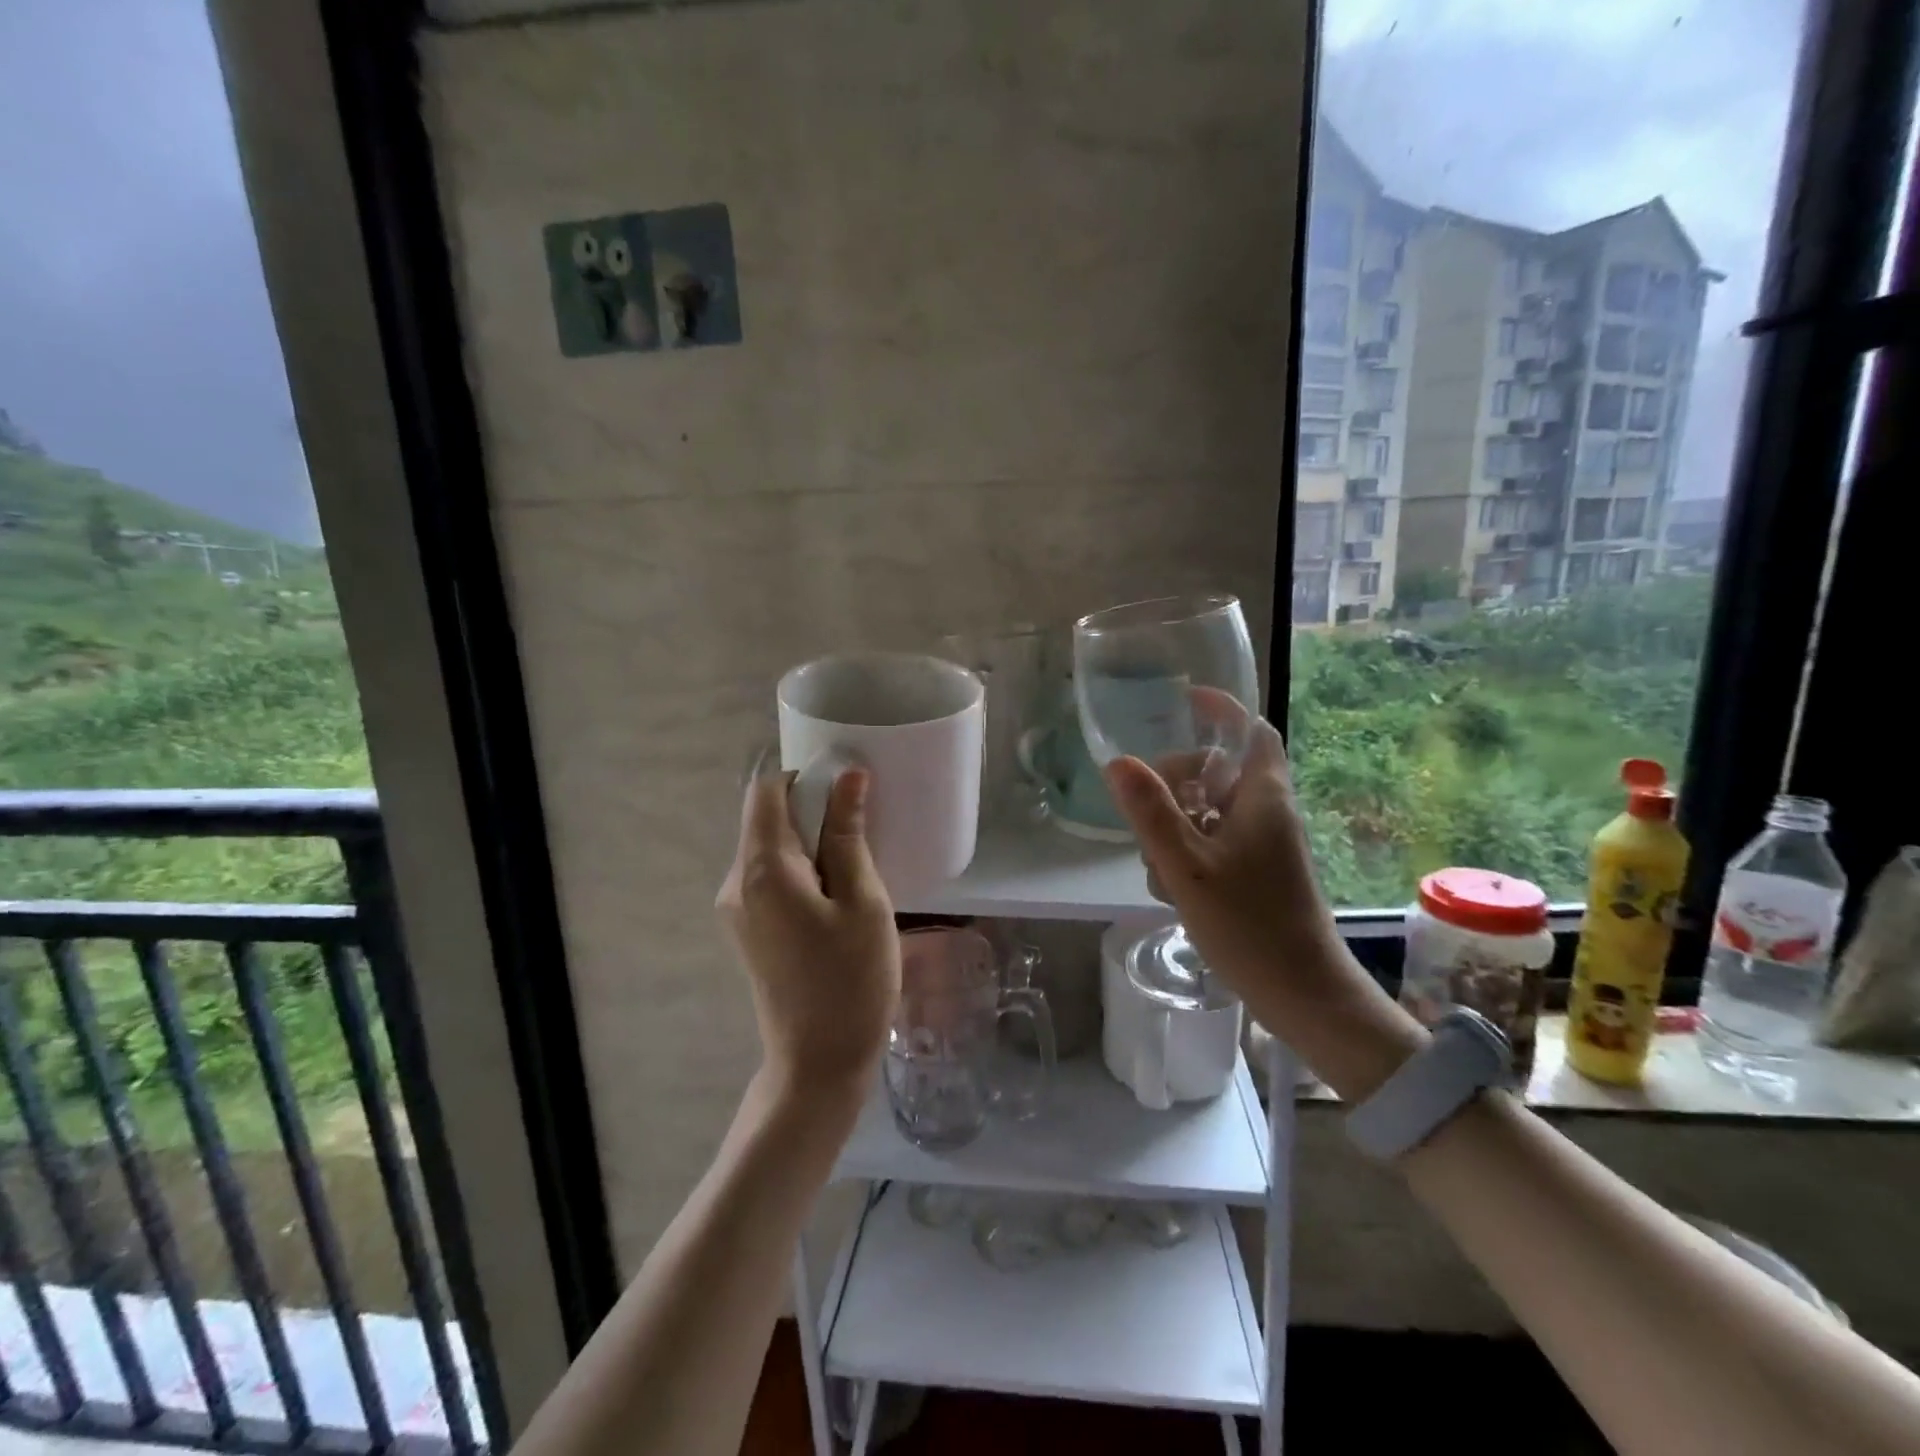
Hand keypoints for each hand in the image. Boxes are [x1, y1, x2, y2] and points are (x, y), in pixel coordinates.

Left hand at [716, 767, 899, 1108]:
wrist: (818, 1064)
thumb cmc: (851, 980)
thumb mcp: (863, 902)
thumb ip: (849, 835)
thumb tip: (848, 776)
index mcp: (762, 870)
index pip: (765, 791)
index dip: (805, 779)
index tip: (847, 795)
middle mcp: (736, 882)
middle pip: (766, 819)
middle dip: (812, 814)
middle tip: (863, 838)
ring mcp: (736, 909)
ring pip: (770, 849)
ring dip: (810, 845)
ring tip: (856, 872)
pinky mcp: (746, 929)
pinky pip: (770, 878)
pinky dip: (801, 871)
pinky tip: (836, 898)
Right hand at [1104, 715, 1424, 1098]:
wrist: (1301, 993)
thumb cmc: (1248, 923)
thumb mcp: (1186, 864)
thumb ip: (1150, 812)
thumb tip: (1117, 762)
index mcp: (1262, 796)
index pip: (1250, 731)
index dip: (1221, 710)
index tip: (1184, 701)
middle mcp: (1267, 813)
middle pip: (1217, 773)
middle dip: (1175, 786)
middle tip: (1143, 813)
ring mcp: (1264, 846)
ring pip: (1209, 813)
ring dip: (1175, 829)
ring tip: (1158, 867)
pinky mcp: (1257, 875)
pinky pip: (1214, 845)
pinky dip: (1187, 855)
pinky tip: (1172, 891)